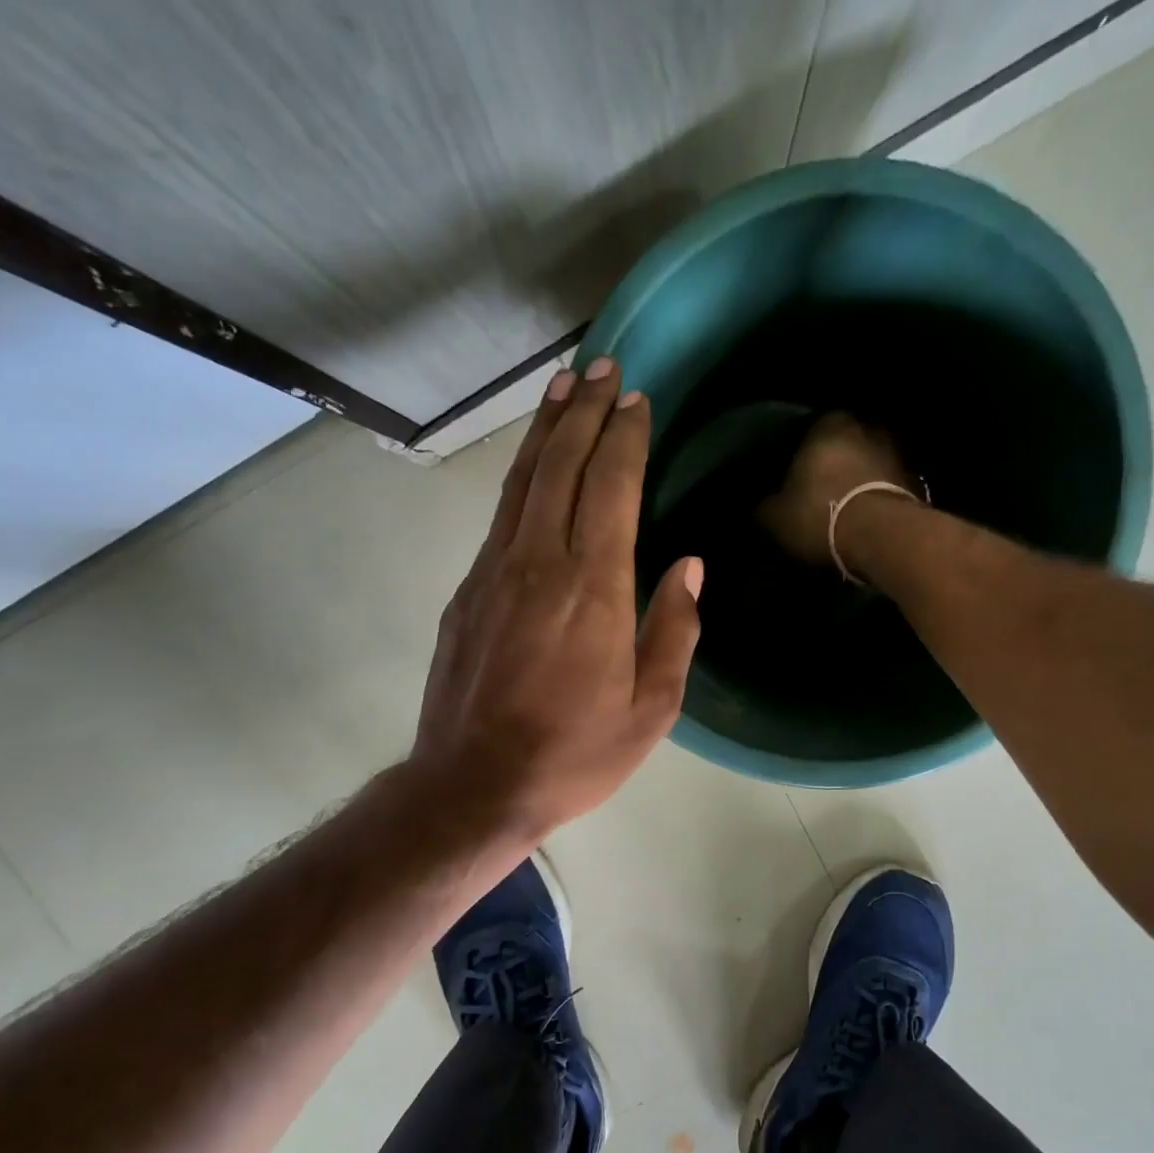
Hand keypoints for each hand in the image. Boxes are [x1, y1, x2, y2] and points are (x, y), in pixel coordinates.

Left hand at [411, 358, 702, 842]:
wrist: (474, 785)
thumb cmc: (574, 754)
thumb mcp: (651, 710)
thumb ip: (674, 630)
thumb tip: (687, 566)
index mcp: (594, 589)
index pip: (611, 487)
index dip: (624, 437)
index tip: (636, 398)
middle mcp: (540, 563)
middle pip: (561, 466)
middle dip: (583, 411)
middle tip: (601, 366)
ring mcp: (494, 573)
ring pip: (522, 482)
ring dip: (544, 430)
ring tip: (561, 387)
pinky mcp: (466, 592)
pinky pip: (500, 517)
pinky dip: (520, 478)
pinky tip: (532, 468)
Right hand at [756, 410, 916, 567]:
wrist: (882, 538)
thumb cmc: (820, 515)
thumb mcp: (775, 517)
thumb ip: (765, 506)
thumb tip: (763, 506)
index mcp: (827, 425)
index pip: (806, 430)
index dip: (796, 455)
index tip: (789, 477)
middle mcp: (865, 428)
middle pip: (841, 445)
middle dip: (830, 466)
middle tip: (815, 492)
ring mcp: (895, 453)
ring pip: (866, 464)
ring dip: (856, 482)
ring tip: (841, 508)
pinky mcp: (914, 482)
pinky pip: (884, 487)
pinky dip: (874, 499)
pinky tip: (862, 519)